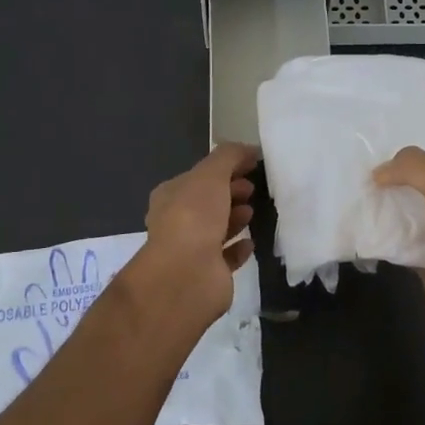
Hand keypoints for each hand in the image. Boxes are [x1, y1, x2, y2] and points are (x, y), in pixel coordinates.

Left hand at [132, 143, 258, 332]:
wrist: (187, 274)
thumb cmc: (194, 216)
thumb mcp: (211, 174)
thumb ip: (230, 156)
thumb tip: (249, 149)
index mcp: (171, 195)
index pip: (199, 177)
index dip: (224, 169)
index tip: (250, 166)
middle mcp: (177, 221)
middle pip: (208, 202)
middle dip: (230, 192)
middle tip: (252, 189)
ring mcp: (191, 250)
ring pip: (217, 228)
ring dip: (235, 218)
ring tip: (253, 212)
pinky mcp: (208, 274)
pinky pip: (226, 257)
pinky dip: (239, 248)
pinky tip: (251, 242)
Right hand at [374, 141, 424, 399]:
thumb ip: (416, 169)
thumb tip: (381, 171)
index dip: (417, 142)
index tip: (379, 139)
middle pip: (424, 181)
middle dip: (394, 173)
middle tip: (356, 165)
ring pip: (411, 212)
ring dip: (386, 205)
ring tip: (351, 192)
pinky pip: (402, 244)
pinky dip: (384, 237)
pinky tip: (359, 228)